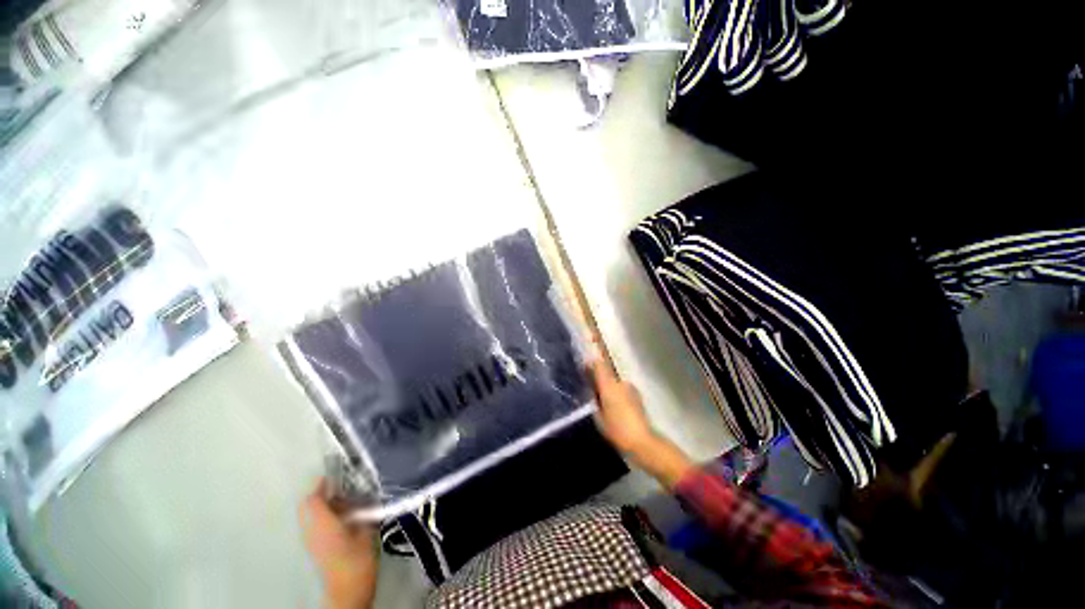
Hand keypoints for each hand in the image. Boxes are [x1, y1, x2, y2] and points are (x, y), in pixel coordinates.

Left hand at [300, 480, 378, 608]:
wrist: (348, 589)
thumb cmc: (358, 557)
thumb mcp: (365, 528)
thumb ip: (362, 507)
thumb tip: (363, 492)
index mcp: (321, 521)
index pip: (312, 496)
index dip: (323, 482)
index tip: (338, 471)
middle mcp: (310, 528)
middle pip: (307, 504)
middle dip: (321, 492)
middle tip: (342, 484)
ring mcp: (309, 539)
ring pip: (310, 514)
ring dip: (323, 503)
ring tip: (345, 498)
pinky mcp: (314, 547)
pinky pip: (314, 524)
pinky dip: (324, 515)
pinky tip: (342, 516)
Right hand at [589, 360, 656, 455]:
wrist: (642, 442)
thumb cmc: (617, 430)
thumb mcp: (598, 417)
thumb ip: (594, 400)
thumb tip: (591, 390)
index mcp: (609, 385)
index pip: (599, 365)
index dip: (591, 363)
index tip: (583, 365)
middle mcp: (620, 382)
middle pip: (607, 373)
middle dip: (599, 378)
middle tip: (591, 388)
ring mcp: (631, 388)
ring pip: (615, 383)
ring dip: (609, 387)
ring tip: (603, 400)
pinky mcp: (638, 396)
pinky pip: (623, 390)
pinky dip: (617, 394)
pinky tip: (615, 406)